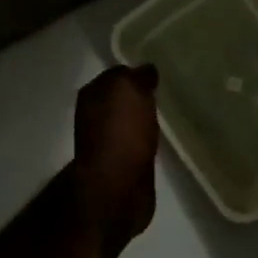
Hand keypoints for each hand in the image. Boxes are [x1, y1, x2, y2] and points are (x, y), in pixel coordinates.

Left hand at [73, 64, 160, 245]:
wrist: (117, 187)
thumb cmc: (121, 131)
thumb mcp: (130, 89)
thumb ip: (137, 75)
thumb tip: (145, 70)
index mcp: (92, 94)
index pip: (116, 73)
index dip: (135, 72)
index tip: (157, 74)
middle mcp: (95, 115)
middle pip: (121, 98)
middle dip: (139, 95)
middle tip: (164, 92)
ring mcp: (107, 141)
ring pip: (128, 120)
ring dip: (142, 118)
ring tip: (165, 114)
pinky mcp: (121, 164)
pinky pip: (136, 142)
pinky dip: (146, 139)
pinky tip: (160, 138)